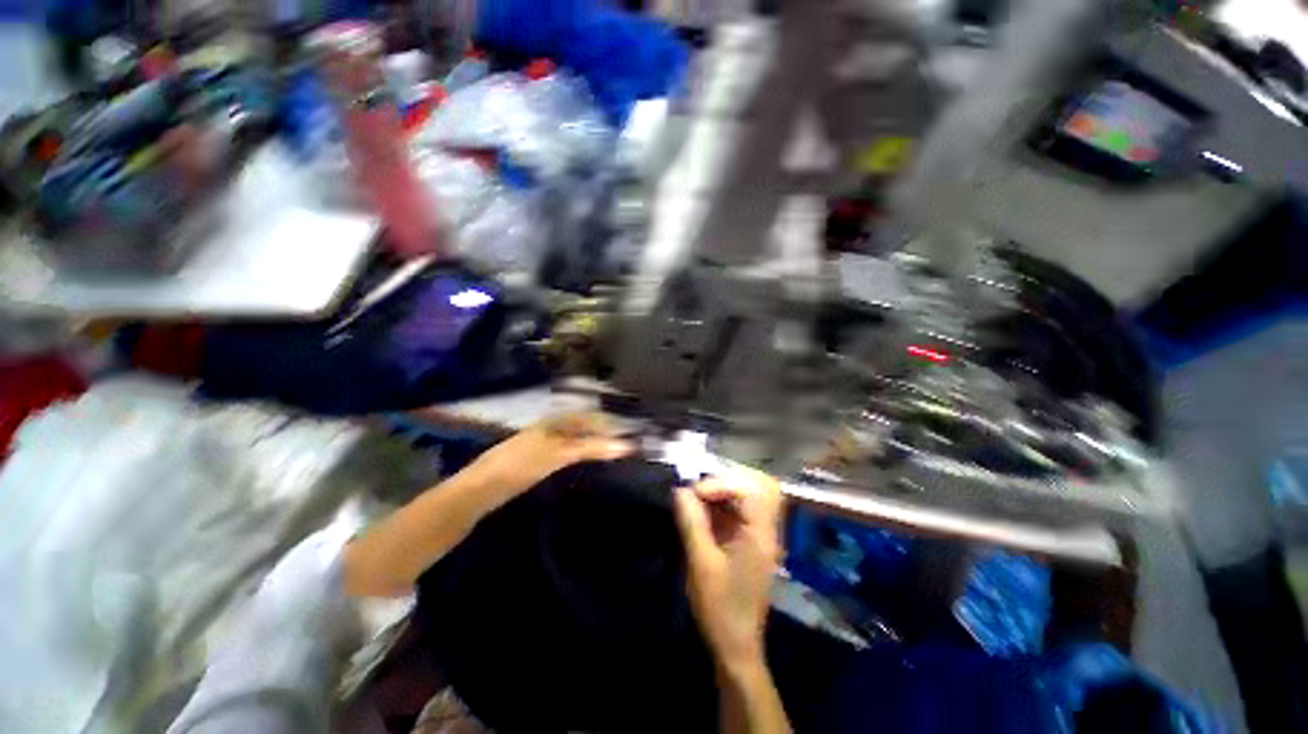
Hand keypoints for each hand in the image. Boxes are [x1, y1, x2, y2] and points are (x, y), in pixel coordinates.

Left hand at [462, 413, 632, 507]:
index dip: (613, 423)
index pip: (593, 417)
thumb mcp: (559, 454)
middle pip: (587, 426)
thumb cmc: (521, 465)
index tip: (634, 433)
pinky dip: (585, 453)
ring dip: (597, 442)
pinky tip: (590, 460)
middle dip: (607, 432)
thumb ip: (592, 447)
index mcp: (558, 420)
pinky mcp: (541, 457)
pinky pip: (570, 449)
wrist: (482, 488)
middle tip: (630, 444)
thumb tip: (626, 445)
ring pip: (579, 437)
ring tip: (617, 452)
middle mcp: (554, 426)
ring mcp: (546, 442)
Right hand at [674, 469, 784, 668]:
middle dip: (728, 480)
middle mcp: (767, 529)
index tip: (696, 493)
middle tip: (702, 489)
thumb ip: (692, 522)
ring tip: (700, 496)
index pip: (751, 490)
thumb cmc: (720, 607)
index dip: (723, 483)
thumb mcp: (701, 563)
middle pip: (759, 485)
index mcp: (761, 535)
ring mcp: (761, 534)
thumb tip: (680, 490)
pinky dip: (723, 503)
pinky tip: (704, 510)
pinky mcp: (752, 540)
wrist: (736, 646)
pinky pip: (741, 509)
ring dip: (724, 489)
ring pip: (750, 494)